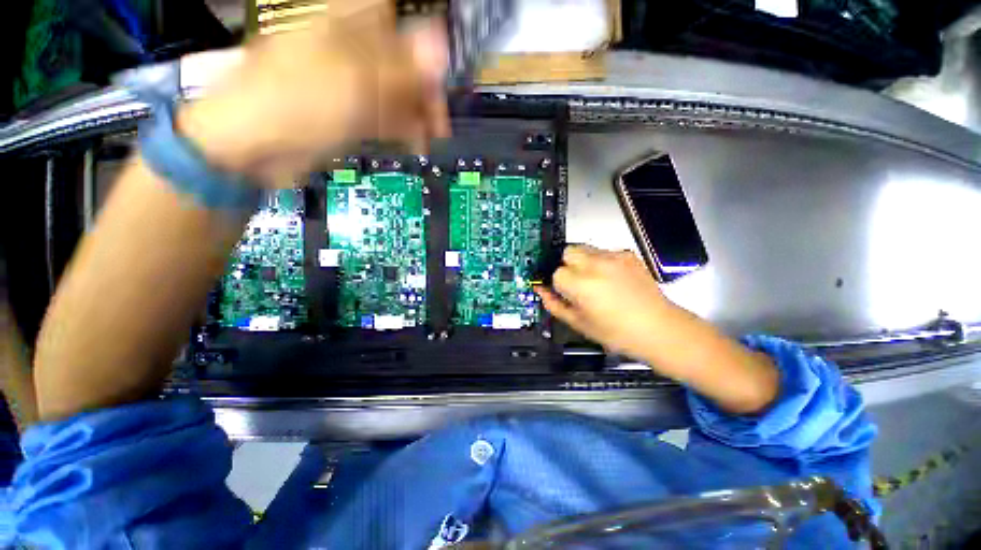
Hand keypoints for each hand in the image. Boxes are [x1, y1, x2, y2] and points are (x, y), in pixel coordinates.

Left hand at [177, 0, 449, 186]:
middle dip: (426, 91)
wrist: (253, 146)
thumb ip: (401, 66)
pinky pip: (386, 117)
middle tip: (441, 120)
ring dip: (419, 115)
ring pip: (399, 93)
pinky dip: (404, 130)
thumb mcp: (354, 81)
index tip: (443, 73)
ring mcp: (353, 84)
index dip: (426, 43)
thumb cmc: (297, 102)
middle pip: (405, 62)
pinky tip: (416, 142)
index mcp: (350, 25)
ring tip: (433, 137)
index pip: (399, 19)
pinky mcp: (352, 113)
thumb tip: (442, 44)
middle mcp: (355, 50)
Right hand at [537, 245, 778, 413]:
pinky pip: (604, 251)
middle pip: (567, 251)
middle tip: (576, 283)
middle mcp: (595, 265)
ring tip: (595, 281)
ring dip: (582, 261)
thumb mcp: (579, 324)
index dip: (558, 284)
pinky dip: (601, 261)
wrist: (660, 328)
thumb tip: (541, 291)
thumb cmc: (617, 333)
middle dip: (566, 265)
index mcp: (581, 284)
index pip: (555, 272)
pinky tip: (611, 279)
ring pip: (584, 248)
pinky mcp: (628, 255)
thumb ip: (554, 304)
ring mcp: (613, 257)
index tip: (564, 292)